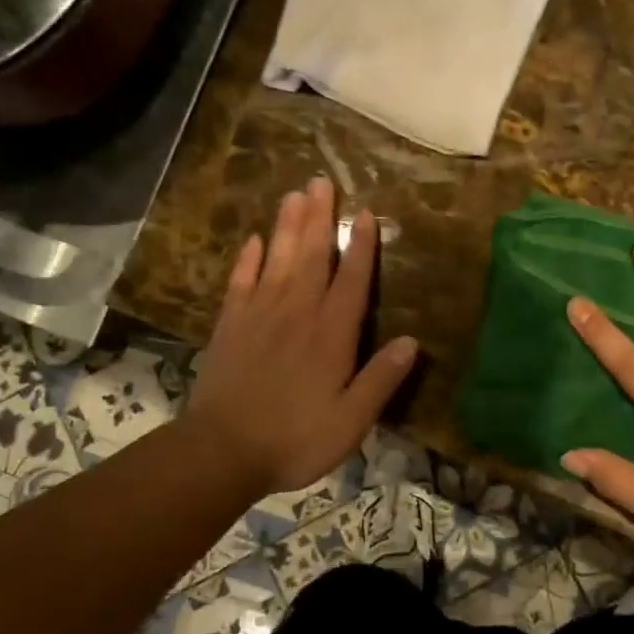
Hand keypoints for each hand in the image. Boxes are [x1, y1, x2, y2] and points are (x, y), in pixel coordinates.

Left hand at [184, 178, 418, 497]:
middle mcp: (297, 313)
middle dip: (320, 218)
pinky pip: (240, 281)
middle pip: (311, 256)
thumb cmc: (294, 438)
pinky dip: (247, 259)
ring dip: (287, 226)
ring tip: (294, 194)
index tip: (366, 213)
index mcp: (331, 334)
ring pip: (277, 259)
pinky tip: (252, 240)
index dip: (360, 246)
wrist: (221, 451)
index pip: (351, 279)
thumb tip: (411, 342)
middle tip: (322, 182)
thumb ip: (381, 379)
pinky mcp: (230, 325)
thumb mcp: (350, 421)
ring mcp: (259, 315)